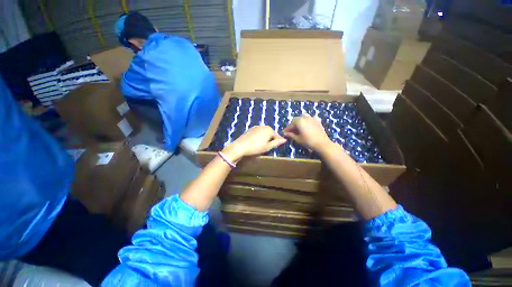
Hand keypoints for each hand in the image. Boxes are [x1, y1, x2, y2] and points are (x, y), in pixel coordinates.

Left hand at [222, 126, 286, 161]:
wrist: (240, 146)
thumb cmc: (256, 147)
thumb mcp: (268, 147)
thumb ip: (276, 142)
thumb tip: (285, 139)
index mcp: (269, 130)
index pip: (276, 136)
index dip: (277, 141)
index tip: (277, 146)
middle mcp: (263, 126)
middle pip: (270, 133)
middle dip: (270, 139)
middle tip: (268, 147)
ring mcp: (256, 127)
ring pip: (264, 132)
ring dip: (265, 138)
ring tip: (262, 145)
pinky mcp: (251, 129)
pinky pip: (258, 132)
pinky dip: (259, 136)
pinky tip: (256, 142)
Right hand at [283, 115, 331, 151]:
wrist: (322, 143)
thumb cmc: (308, 141)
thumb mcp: (298, 139)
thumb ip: (291, 135)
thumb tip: (285, 133)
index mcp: (299, 121)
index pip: (290, 124)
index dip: (287, 129)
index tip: (284, 133)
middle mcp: (305, 117)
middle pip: (296, 120)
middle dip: (293, 125)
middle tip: (290, 131)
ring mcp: (312, 118)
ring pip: (303, 117)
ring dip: (299, 121)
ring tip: (298, 127)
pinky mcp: (317, 121)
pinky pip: (311, 118)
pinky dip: (308, 120)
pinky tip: (307, 124)